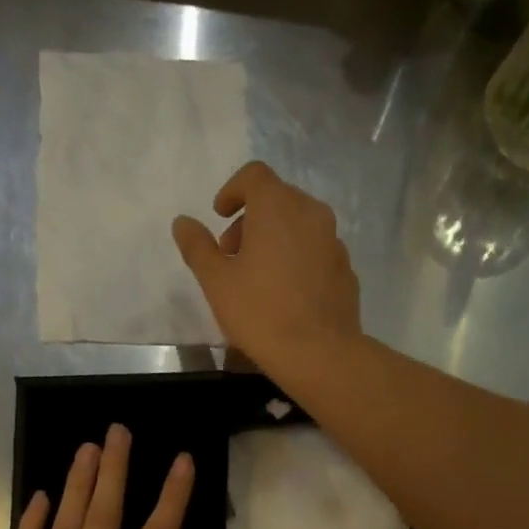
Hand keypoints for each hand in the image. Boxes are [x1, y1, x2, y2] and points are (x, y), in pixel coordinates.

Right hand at [171, 160, 362, 375]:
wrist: (319, 353)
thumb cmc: (260, 313)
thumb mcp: (217, 282)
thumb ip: (197, 247)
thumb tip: (182, 222)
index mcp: (277, 206)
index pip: (254, 175)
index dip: (233, 190)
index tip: (219, 216)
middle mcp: (311, 213)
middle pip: (278, 199)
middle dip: (251, 219)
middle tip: (233, 254)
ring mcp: (334, 241)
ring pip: (300, 226)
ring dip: (276, 239)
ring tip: (259, 277)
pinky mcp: (346, 269)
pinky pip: (316, 252)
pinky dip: (298, 260)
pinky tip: (287, 294)